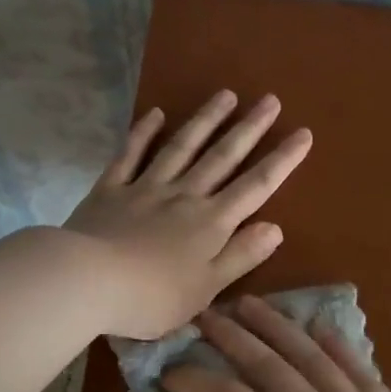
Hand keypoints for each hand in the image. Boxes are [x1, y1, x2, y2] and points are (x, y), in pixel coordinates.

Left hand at [64, 91, 310, 339]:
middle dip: (249, 128)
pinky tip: (156, 114)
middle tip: (270, 99)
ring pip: (182, 147)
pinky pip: (130, 154)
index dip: (281, 161)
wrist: (88, 282)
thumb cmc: (152, 297)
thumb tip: (275, 227)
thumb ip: (240, 255)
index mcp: (211, 223)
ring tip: (225, 94)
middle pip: (222, 157)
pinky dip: (143, 133)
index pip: (255, 187)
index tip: (303, 133)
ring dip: (205, 120)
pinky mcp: (111, 188)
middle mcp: (184, 196)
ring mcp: (146, 187)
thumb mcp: (206, 288)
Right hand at [164, 296, 390, 391]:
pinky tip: (322, 327)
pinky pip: (363, 372)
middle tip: (206, 314)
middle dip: (233, 336)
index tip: (173, 370)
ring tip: (253, 304)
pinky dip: (340, 346)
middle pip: (270, 366)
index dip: (197, 381)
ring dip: (279, 327)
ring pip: (314, 358)